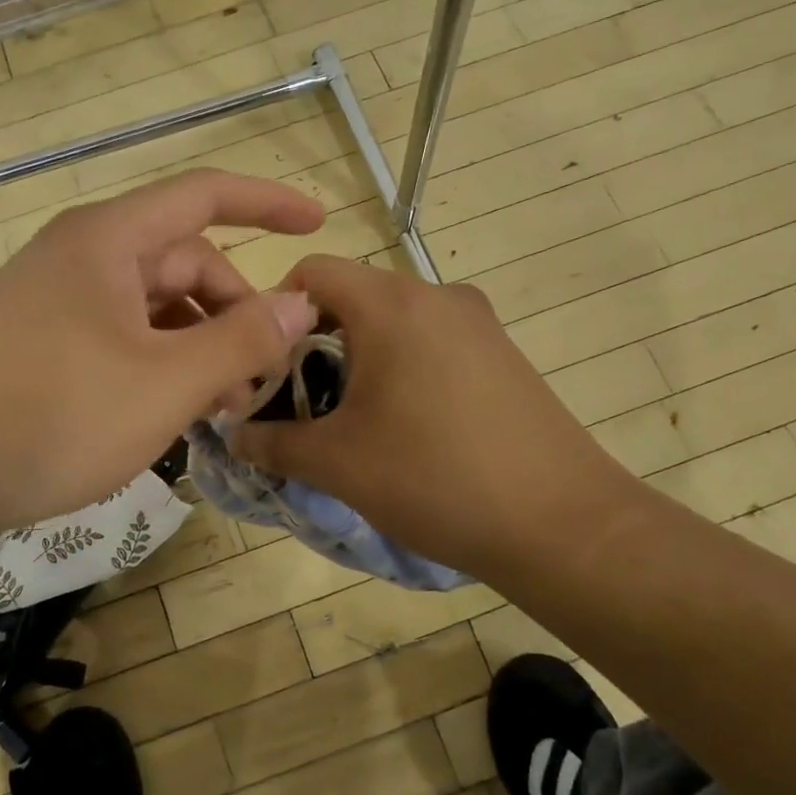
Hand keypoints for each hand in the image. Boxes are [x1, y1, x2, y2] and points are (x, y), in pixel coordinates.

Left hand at [0, 170, 322, 534]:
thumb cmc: (56, 417)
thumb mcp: (167, 382)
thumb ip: (242, 339)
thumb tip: (300, 303)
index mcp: (108, 240)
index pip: (204, 196)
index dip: (267, 202)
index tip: (318, 222)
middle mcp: (78, 256)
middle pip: (182, 262)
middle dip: (234, 310)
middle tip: (262, 377)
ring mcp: (52, 300)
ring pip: (151, 305)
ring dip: (198, 343)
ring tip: (222, 405)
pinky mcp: (36, 342)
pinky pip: (118, 334)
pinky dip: (158, 361)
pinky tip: (172, 408)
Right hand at [231, 256, 644, 583]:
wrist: (561, 523)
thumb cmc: (435, 479)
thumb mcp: (337, 464)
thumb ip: (272, 443)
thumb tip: (234, 435)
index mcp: (391, 304)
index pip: (313, 272)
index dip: (276, 312)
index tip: (266, 366)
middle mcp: (437, 295)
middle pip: (354, 295)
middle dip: (315, 341)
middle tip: (302, 401)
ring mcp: (478, 322)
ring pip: (395, 320)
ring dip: (361, 357)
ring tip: (354, 419)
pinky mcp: (503, 352)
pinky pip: (433, 341)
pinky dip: (404, 366)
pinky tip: (409, 425)